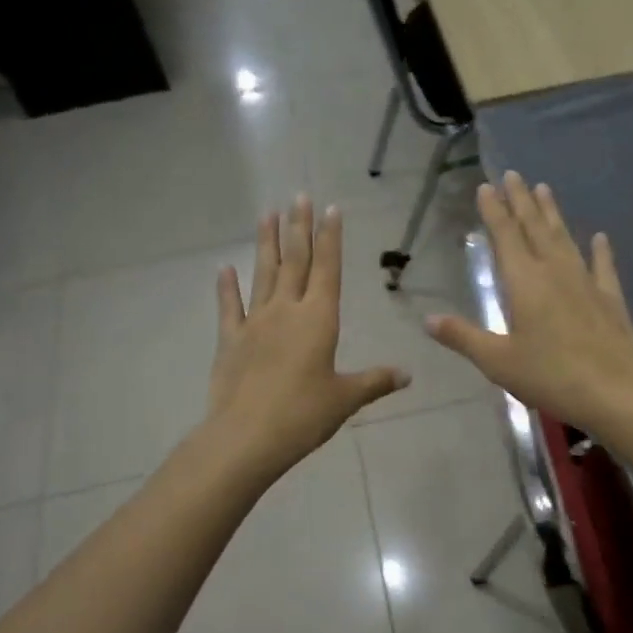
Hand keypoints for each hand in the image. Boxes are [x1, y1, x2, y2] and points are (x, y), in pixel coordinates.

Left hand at [206, 195, 408, 479]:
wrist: (247, 436)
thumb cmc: (304, 415)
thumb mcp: (346, 399)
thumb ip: (376, 381)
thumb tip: (408, 375)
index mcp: (319, 320)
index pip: (327, 269)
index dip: (330, 238)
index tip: (330, 208)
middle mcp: (286, 311)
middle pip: (295, 261)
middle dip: (299, 228)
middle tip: (299, 196)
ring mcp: (254, 323)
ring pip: (263, 274)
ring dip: (266, 243)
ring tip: (267, 213)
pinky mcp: (230, 341)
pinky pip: (229, 307)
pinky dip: (226, 287)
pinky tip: (224, 268)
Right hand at [425, 173, 632, 439]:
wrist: (615, 392)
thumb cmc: (550, 376)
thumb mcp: (498, 361)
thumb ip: (463, 337)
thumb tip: (428, 319)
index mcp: (524, 282)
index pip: (505, 236)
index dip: (494, 210)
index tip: (487, 186)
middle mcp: (555, 272)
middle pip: (535, 228)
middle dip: (522, 201)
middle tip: (514, 175)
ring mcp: (586, 283)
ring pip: (565, 239)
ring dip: (553, 214)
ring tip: (545, 190)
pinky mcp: (610, 299)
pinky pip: (603, 267)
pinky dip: (600, 250)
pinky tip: (600, 237)